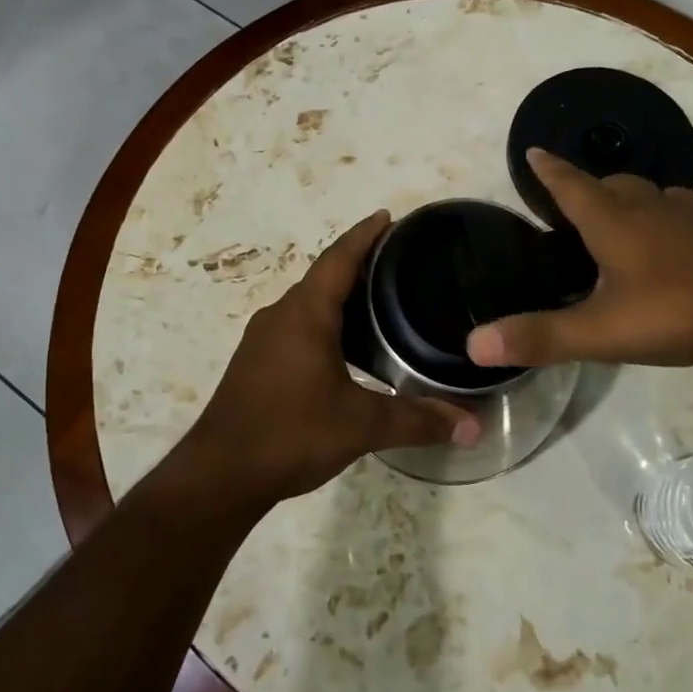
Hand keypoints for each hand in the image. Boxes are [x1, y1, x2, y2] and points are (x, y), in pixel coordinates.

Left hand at [186, 211, 481, 509]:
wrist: (220, 474)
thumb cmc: (290, 433)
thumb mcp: (361, 425)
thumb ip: (417, 420)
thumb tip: (472, 424)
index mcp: (305, 314)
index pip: (339, 258)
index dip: (365, 235)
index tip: (388, 217)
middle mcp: (281, 315)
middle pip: (324, 277)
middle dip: (358, 264)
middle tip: (399, 263)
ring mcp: (263, 339)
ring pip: (309, 304)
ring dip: (340, 297)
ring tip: (380, 303)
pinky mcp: (256, 363)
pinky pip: (297, 326)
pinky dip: (325, 323)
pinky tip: (346, 348)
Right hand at [468, 148, 692, 369]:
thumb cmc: (680, 307)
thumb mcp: (603, 331)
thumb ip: (542, 337)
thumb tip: (474, 344)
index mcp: (612, 222)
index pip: (569, 185)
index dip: (548, 170)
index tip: (532, 150)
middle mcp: (646, 208)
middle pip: (609, 184)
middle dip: (586, 187)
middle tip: (571, 202)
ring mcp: (687, 217)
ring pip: (648, 194)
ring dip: (627, 198)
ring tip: (617, 217)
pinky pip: (680, 212)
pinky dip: (664, 216)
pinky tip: (672, 238)